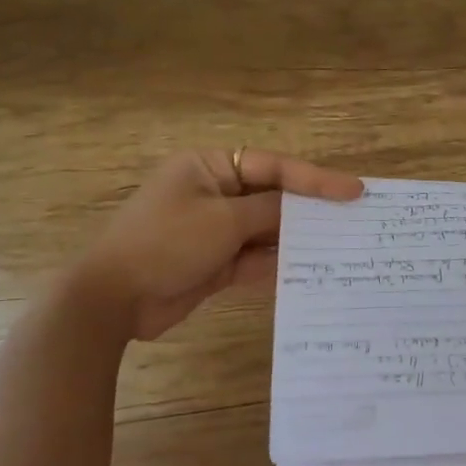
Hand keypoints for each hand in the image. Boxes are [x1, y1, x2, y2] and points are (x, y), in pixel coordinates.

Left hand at [74, 149, 362, 340]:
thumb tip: (303, 209)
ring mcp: (214, 229)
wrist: (112, 299)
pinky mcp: (215, 262)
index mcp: (208, 167)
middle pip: (272, 197)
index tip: (354, 190)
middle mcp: (214, 193)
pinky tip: (309, 270)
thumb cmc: (166, 243)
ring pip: (266, 230)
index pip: (273, 167)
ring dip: (296, 239)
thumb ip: (270, 211)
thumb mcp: (223, 221)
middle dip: (309, 210)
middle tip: (353, 218)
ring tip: (340, 245)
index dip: (316, 179)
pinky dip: (277, 264)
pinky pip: (255, 258)